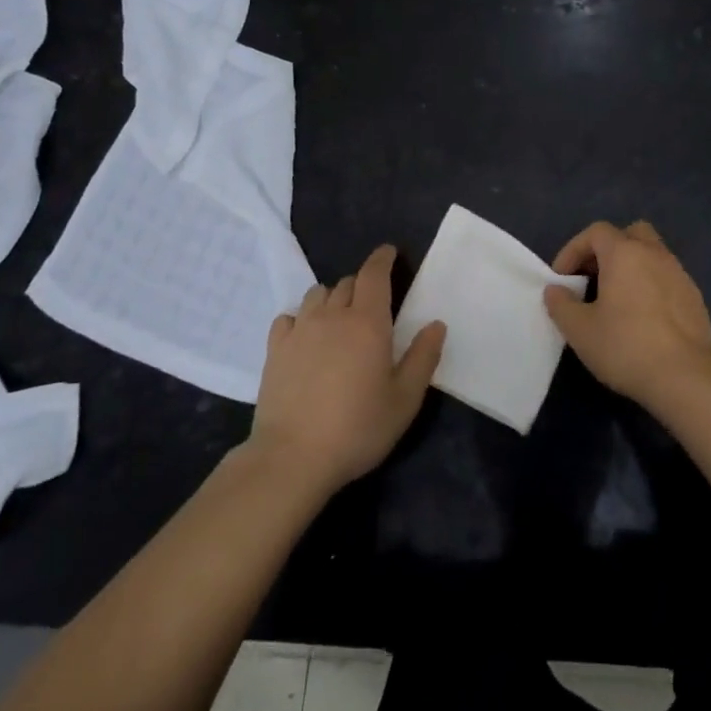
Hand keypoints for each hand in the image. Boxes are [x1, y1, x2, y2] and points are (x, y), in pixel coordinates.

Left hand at [248, 245, 444, 495]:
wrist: (292, 457)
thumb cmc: (357, 428)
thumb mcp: (404, 400)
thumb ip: (423, 358)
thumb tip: (436, 324)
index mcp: (368, 322)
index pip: (374, 273)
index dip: (382, 258)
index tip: (389, 252)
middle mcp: (333, 315)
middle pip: (347, 283)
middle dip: (362, 285)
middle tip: (371, 306)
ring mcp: (300, 330)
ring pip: (317, 295)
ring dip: (332, 299)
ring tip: (338, 320)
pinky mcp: (275, 349)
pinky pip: (288, 317)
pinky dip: (301, 319)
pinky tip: (305, 338)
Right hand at [544, 220, 710, 410]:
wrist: (685, 378)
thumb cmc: (625, 346)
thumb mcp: (579, 330)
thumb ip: (561, 304)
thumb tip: (555, 290)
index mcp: (624, 253)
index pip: (595, 232)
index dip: (573, 250)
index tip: (562, 279)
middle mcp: (655, 254)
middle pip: (630, 234)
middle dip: (608, 250)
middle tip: (593, 277)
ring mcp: (680, 274)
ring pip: (652, 256)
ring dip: (631, 268)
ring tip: (617, 300)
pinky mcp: (695, 298)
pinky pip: (667, 279)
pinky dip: (651, 287)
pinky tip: (644, 318)